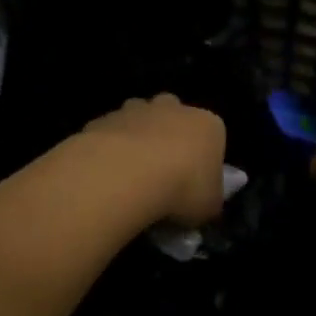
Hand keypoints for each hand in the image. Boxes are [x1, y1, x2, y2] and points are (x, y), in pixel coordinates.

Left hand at [80, 95, 226, 226]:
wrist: (127, 175)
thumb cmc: (182, 188)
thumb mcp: (209, 207)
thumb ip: (209, 199)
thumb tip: (204, 202)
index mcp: (207, 125)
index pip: (212, 135)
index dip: (203, 159)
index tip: (194, 183)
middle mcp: (174, 109)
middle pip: (174, 117)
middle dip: (169, 136)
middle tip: (162, 171)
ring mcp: (136, 110)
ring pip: (139, 117)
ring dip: (137, 137)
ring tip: (131, 173)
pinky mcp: (104, 119)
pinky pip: (109, 133)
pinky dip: (109, 149)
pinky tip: (106, 175)